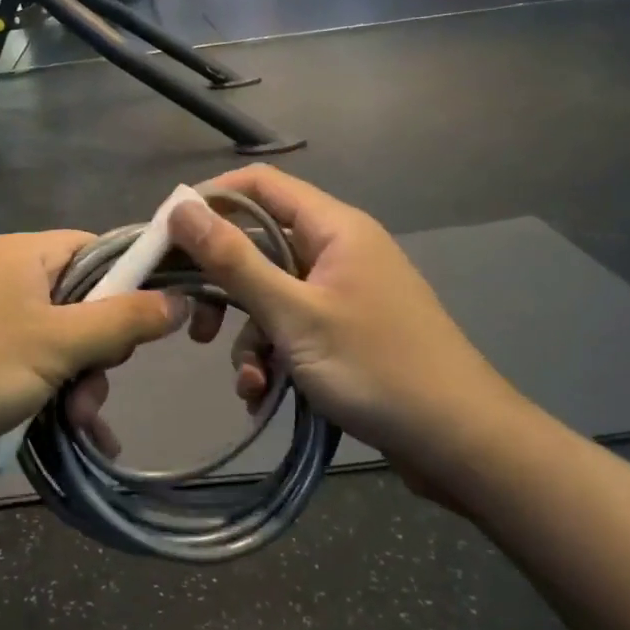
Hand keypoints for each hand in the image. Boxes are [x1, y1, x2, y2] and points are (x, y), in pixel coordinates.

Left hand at [0, 233, 185, 501]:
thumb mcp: (56, 343)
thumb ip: (122, 321)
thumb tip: (179, 298)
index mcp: (24, 255)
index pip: (98, 248)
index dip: (133, 279)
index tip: (158, 321)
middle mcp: (7, 280)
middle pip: (84, 302)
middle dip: (101, 350)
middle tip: (97, 384)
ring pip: (62, 345)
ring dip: (81, 384)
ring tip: (80, 423)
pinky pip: (34, 373)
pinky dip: (56, 399)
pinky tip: (80, 437)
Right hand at [170, 167, 526, 504]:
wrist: (463, 445)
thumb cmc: (376, 368)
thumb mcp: (293, 315)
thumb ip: (233, 260)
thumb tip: (179, 207)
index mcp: (333, 227)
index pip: (259, 185)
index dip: (209, 202)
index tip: (166, 238)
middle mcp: (338, 248)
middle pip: (259, 243)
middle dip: (224, 285)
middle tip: (195, 321)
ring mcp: (344, 290)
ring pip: (272, 293)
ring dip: (249, 335)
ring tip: (247, 381)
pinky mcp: (347, 329)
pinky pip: (293, 325)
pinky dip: (273, 354)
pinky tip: (264, 394)